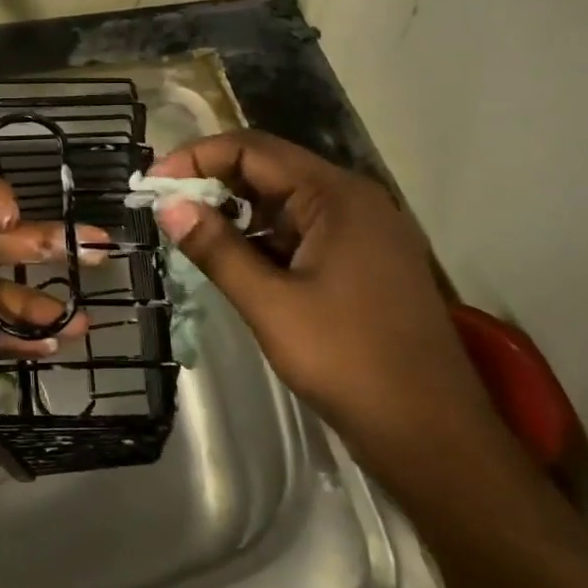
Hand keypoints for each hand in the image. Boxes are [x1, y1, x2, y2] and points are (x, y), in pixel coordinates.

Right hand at [150, 131, 505, 490]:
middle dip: (212, 182)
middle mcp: (353, 200)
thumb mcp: (271, 305)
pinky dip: (262, 238)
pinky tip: (234, 262)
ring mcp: (362, 232)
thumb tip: (167, 205)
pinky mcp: (362, 262)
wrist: (435, 438)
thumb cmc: (350, 363)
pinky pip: (301, 231)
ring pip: (283, 201)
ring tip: (190, 235)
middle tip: (164, 207)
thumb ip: (216, 248)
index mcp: (337, 196)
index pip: (252, 149)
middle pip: (269, 169)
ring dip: (235, 211)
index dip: (196, 158)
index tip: (152, 185)